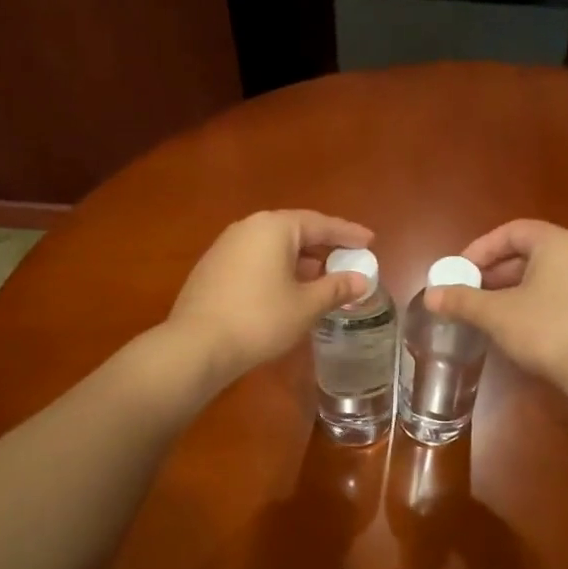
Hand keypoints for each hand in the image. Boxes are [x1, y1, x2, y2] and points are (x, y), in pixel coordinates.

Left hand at [167, 210, 374, 382]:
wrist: (197, 345)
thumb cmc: (260, 319)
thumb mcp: (306, 305)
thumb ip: (336, 288)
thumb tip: (361, 280)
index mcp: (274, 227)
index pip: (320, 223)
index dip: (348, 233)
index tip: (370, 241)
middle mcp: (248, 227)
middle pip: (295, 230)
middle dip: (323, 246)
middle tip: (348, 258)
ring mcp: (225, 246)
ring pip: (273, 246)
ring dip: (300, 259)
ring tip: (322, 277)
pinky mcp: (212, 268)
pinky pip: (256, 259)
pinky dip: (278, 269)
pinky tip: (287, 290)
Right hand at [426, 220, 567, 388]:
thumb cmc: (546, 330)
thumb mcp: (496, 314)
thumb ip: (462, 301)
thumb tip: (430, 296)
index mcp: (557, 243)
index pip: (511, 232)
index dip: (480, 249)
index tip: (459, 272)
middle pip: (527, 253)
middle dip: (493, 273)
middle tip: (468, 294)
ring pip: (541, 277)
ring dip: (510, 291)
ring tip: (485, 314)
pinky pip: (557, 296)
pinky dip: (531, 305)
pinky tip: (515, 330)